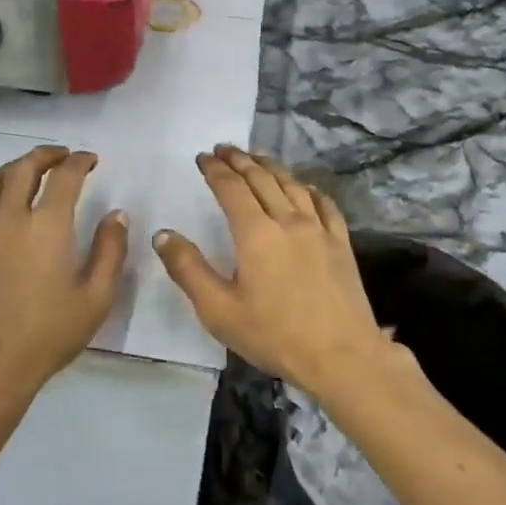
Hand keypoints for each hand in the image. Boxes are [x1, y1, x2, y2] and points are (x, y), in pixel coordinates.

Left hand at [0, 145, 128, 409]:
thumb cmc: (49, 333)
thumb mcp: (96, 297)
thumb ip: (110, 250)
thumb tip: (116, 215)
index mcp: (47, 226)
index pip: (64, 176)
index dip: (80, 162)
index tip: (91, 160)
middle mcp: (10, 219)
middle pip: (22, 168)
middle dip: (44, 155)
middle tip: (61, 156)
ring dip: (11, 169)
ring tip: (26, 171)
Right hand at [154, 146, 416, 404]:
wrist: (342, 356)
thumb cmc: (274, 335)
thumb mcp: (219, 310)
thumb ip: (188, 269)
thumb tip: (163, 235)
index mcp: (255, 233)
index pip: (231, 188)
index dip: (215, 170)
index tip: (202, 157)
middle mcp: (288, 220)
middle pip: (262, 179)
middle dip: (240, 160)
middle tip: (224, 148)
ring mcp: (319, 229)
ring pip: (292, 185)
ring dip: (271, 166)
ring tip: (258, 156)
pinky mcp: (341, 243)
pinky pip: (324, 204)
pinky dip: (309, 189)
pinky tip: (305, 188)